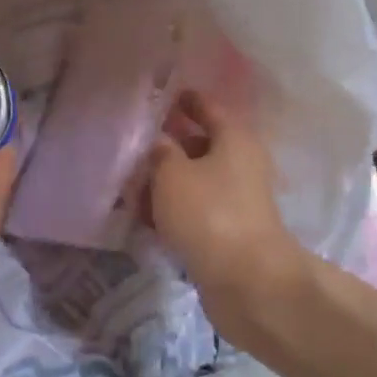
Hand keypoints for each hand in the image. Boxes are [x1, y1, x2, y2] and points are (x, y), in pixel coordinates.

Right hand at [146, 92, 303, 312]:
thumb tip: (159, 143)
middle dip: (169, 144)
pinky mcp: (229, 231)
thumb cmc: (209, 213)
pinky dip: (173, 209)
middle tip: (134, 144)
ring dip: (167, 181)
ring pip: (196, 180)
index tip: (161, 95)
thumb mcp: (172, 173)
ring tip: (130, 184)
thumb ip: (160, 152)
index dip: (184, 101)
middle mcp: (241, 163)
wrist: (246, 280)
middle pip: (201, 145)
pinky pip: (196, 210)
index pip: (207, 107)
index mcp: (235, 138)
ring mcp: (237, 199)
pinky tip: (145, 217)